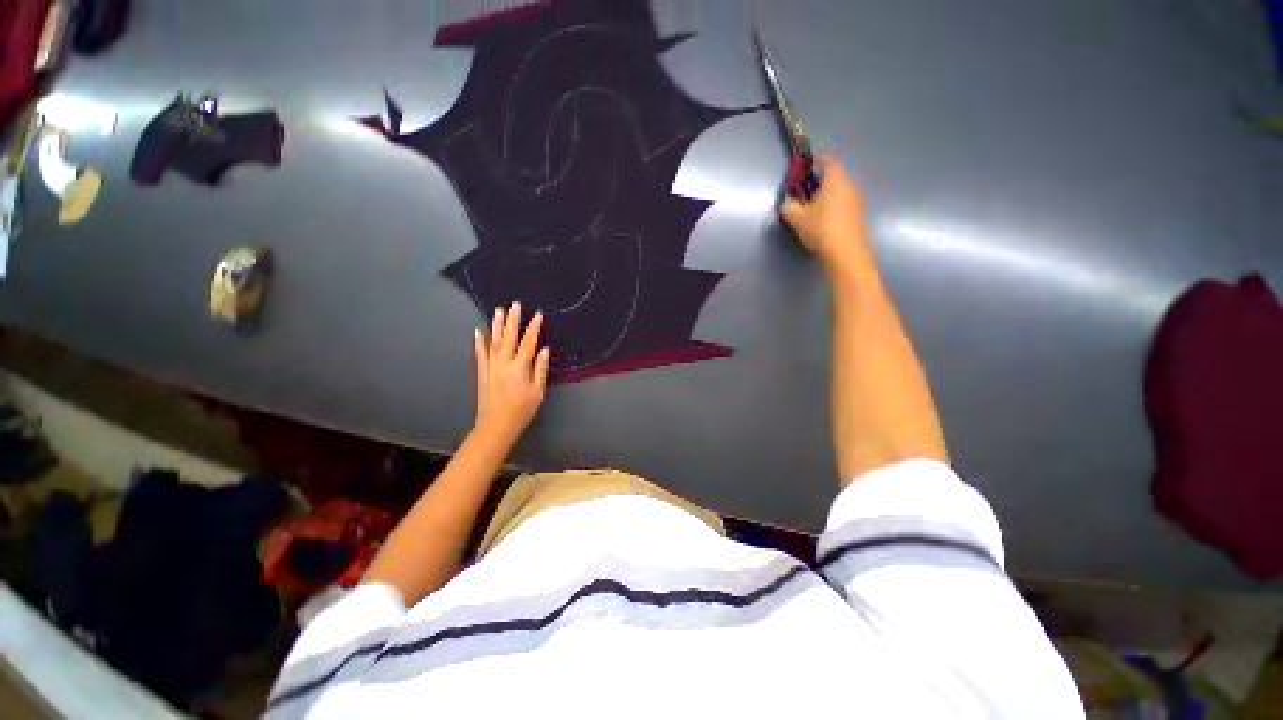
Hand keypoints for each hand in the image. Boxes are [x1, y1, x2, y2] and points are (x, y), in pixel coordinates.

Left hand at [473, 302, 550, 444]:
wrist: (495, 425)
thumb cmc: (521, 410)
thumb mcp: (537, 392)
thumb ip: (540, 369)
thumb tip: (543, 350)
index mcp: (520, 367)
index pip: (528, 342)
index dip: (534, 327)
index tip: (538, 314)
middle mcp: (503, 363)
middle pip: (509, 337)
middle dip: (513, 320)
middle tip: (515, 304)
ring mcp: (491, 366)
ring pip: (494, 341)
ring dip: (497, 325)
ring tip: (498, 310)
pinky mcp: (482, 372)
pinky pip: (481, 353)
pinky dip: (480, 341)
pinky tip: (479, 331)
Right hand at [780, 155, 873, 280]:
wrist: (845, 252)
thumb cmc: (821, 229)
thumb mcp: (797, 218)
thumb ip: (789, 206)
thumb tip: (788, 201)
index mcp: (835, 179)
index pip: (827, 160)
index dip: (816, 159)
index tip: (806, 163)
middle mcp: (849, 184)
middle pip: (834, 175)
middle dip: (819, 179)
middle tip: (804, 188)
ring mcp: (856, 200)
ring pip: (839, 190)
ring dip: (826, 193)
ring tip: (811, 205)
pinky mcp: (857, 214)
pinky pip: (842, 202)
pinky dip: (832, 204)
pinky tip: (822, 217)